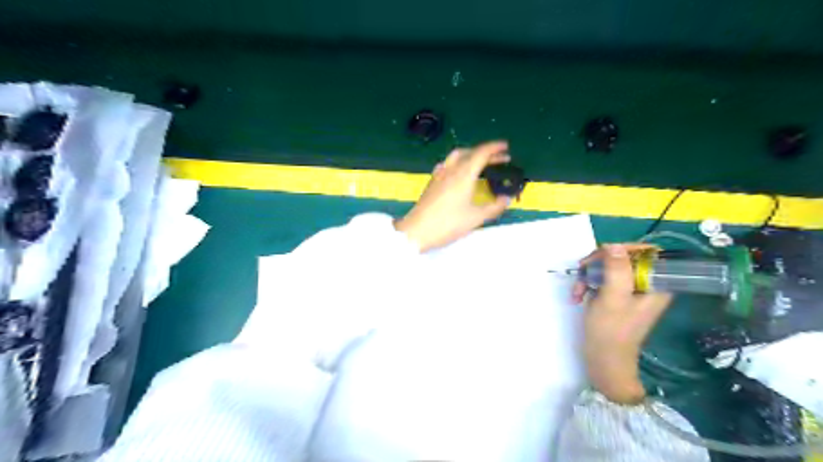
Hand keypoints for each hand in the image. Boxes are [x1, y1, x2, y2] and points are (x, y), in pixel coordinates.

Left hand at [396, 142, 512, 251]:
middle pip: (469, 152)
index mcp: (464, 175)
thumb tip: (506, 199)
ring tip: (481, 162)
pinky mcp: (431, 182)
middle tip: (499, 158)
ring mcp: (439, 175)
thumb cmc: (447, 224)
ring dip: (471, 155)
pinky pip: (447, 164)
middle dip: (485, 152)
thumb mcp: (475, 218)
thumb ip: (494, 207)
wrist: (417, 231)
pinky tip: (459, 172)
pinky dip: (459, 162)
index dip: (494, 148)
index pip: (481, 154)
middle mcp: (451, 170)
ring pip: (456, 156)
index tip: (505, 147)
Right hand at [575, 243, 673, 401]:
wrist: (603, 360)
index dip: (624, 249)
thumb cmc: (611, 331)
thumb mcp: (613, 297)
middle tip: (582, 271)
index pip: (647, 252)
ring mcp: (629, 290)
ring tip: (577, 291)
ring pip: (609, 267)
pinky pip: (602, 279)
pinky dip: (587, 284)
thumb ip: (616, 270)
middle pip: (623, 257)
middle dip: (599, 263)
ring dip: (589, 275)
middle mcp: (645, 284)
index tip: (603, 256)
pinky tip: (577, 296)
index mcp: (656, 284)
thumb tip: (614, 244)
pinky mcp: (615, 296)